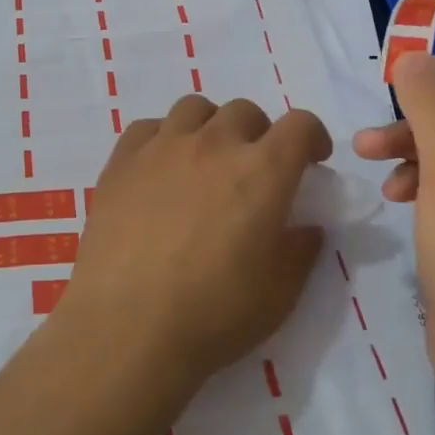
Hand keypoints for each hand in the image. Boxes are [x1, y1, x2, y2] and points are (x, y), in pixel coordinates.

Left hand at [65, 96, 332, 386]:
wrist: (127, 326)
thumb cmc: (213, 315)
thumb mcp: (279, 294)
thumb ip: (300, 251)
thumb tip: (307, 228)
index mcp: (262, 172)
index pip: (299, 125)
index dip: (313, 137)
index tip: (312, 160)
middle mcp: (213, 145)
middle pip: (245, 111)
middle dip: (259, 134)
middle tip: (254, 170)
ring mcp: (162, 148)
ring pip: (194, 108)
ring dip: (210, 127)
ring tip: (205, 162)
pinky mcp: (121, 161)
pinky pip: (148, 128)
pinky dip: (163, 139)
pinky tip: (160, 170)